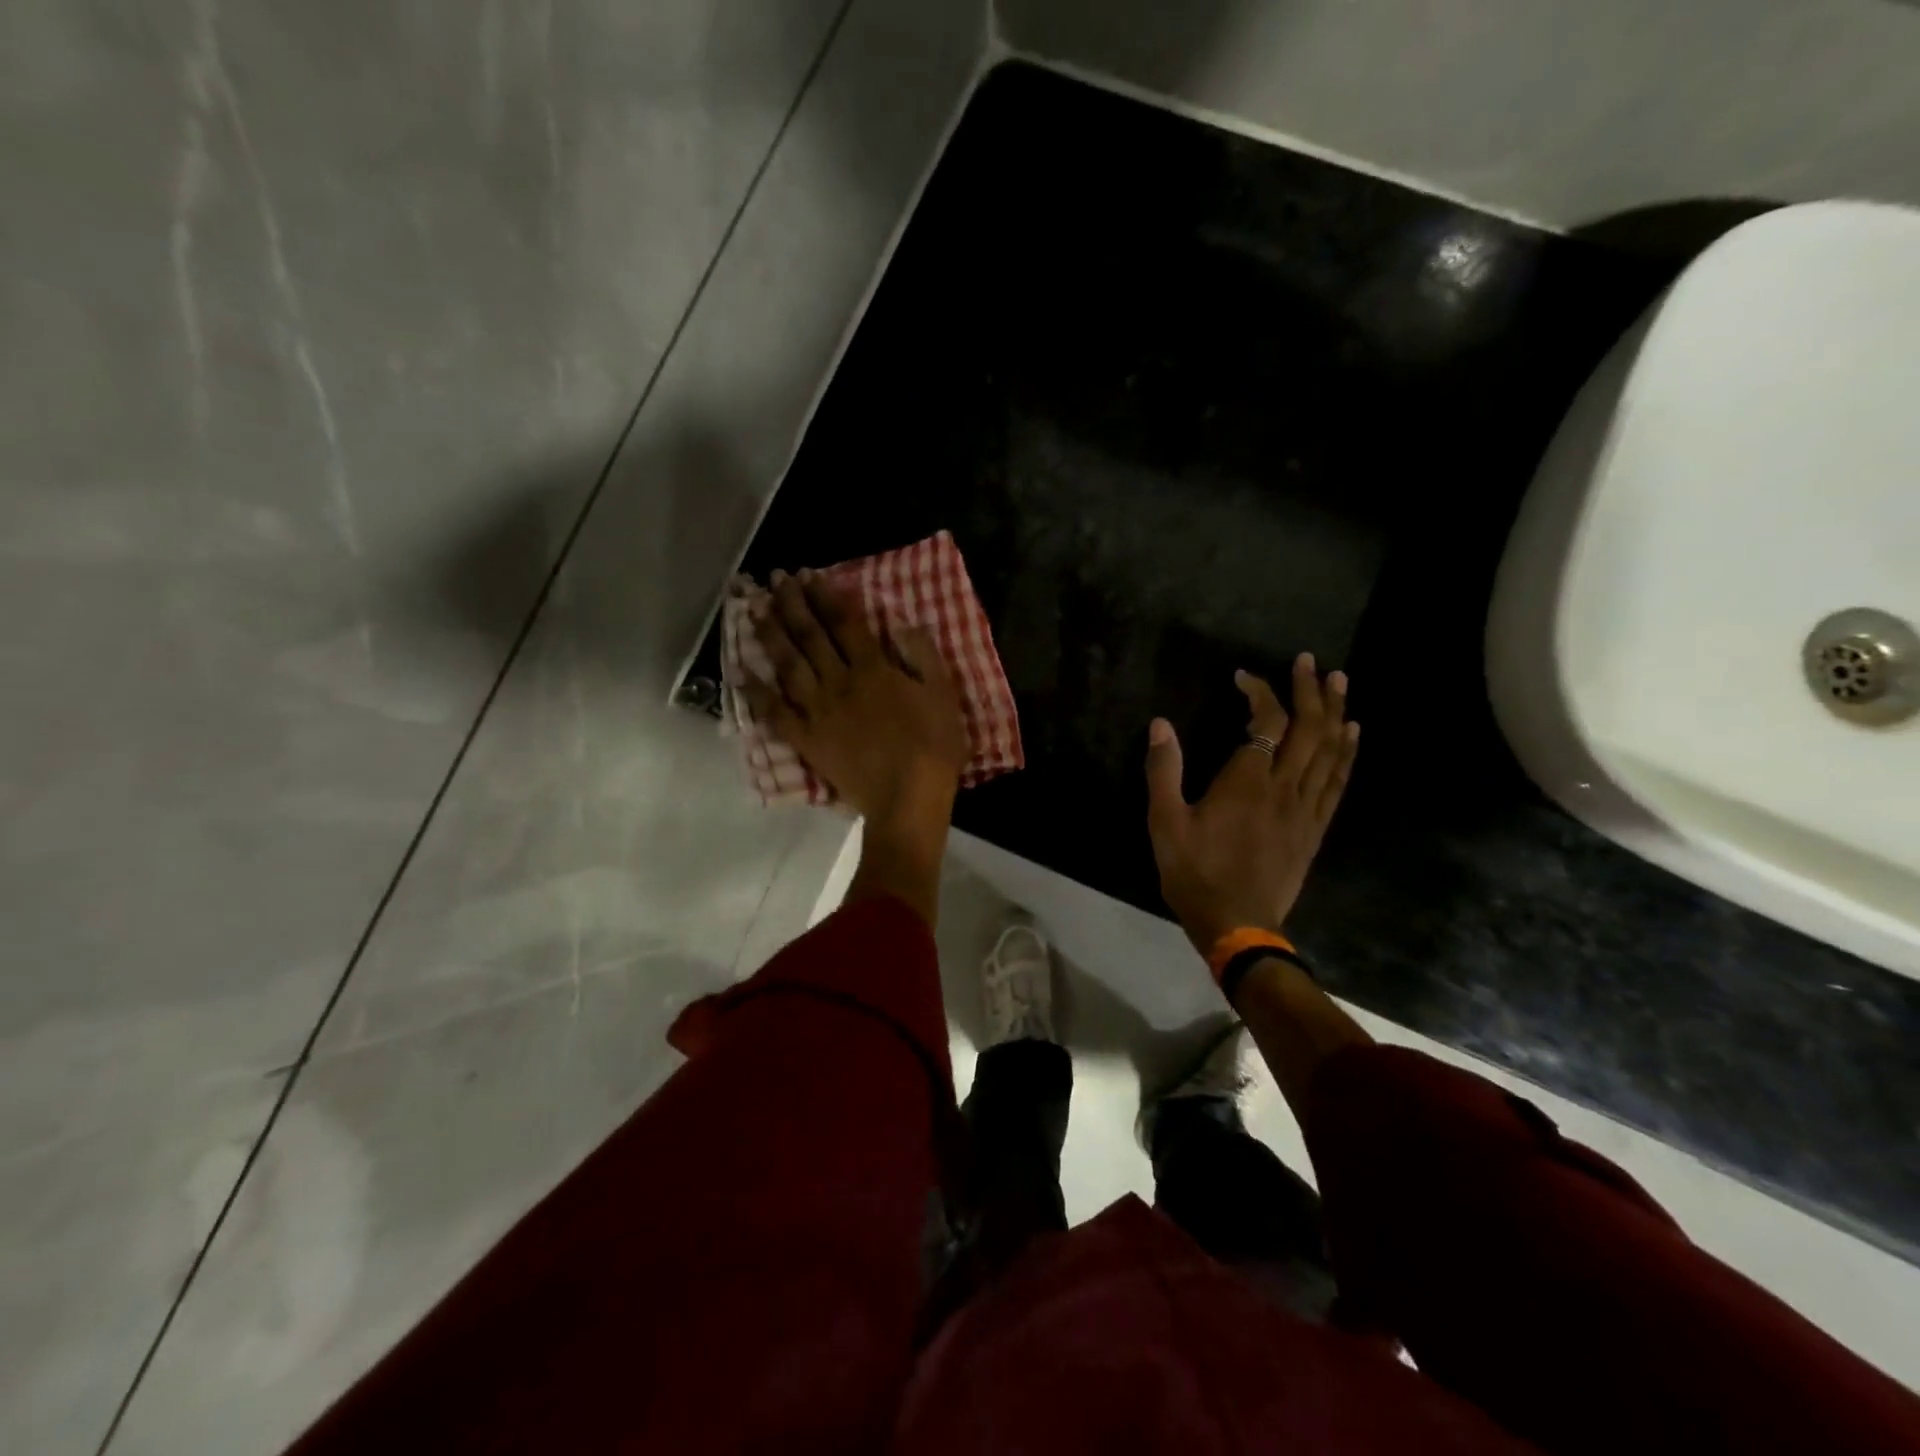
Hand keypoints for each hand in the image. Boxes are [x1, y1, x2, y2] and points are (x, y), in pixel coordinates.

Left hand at [741, 569, 967, 836]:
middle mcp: (839, 683)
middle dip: (791, 604)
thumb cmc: (932, 747)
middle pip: (809, 637)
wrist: (907, 799)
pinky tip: (741, 673)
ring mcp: (818, 712)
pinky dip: (757, 693)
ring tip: (754, 610)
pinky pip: (775, 713)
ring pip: (788, 666)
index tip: (807, 574)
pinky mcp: (807, 740)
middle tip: (774, 579)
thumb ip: (923, 657)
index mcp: (873, 670)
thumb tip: (901, 625)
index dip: (824, 596)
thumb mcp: (943, 695)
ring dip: (770, 636)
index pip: (843, 623)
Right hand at [1144, 656, 1360, 954]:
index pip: (1265, 722)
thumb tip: (1160, 724)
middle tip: (1310, 661)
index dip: (1260, 692)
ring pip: (1330, 751)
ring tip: (1340, 682)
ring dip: (1336, 712)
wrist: (1237, 926)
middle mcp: (1284, 787)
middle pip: (1308, 729)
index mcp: (1246, 782)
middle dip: (1310, 690)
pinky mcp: (1315, 828)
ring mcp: (1306, 808)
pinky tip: (1352, 735)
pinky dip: (1347, 753)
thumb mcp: (1165, 823)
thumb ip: (1163, 771)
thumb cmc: (1195, 873)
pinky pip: (1338, 782)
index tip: (1243, 677)